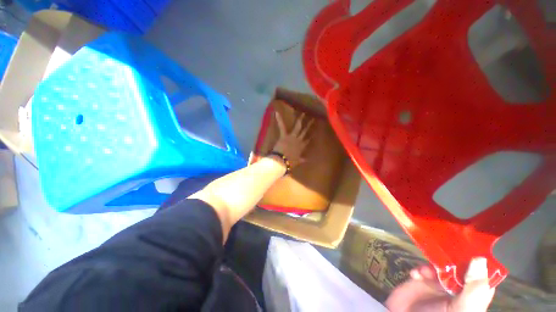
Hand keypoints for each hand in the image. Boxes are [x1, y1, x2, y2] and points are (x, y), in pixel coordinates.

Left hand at [272, 112, 313, 167]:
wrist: (281, 161)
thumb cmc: (289, 162)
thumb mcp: (297, 162)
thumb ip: (302, 160)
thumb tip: (307, 160)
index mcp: (301, 147)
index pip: (308, 140)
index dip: (311, 135)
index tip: (315, 131)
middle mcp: (298, 140)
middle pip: (305, 131)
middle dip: (309, 124)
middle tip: (313, 118)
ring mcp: (292, 137)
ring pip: (297, 127)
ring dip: (300, 119)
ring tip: (303, 112)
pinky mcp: (284, 135)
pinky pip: (282, 126)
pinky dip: (279, 120)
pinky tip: (277, 112)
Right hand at [386, 258, 495, 311]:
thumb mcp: (461, 309)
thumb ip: (473, 290)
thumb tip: (480, 259)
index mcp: (473, 298)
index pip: (483, 277)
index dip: (480, 264)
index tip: (472, 248)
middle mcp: (458, 291)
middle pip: (461, 268)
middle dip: (452, 261)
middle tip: (444, 254)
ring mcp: (439, 285)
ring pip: (441, 266)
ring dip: (433, 265)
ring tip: (425, 272)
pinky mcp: (421, 281)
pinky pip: (423, 268)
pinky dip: (419, 269)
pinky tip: (415, 274)